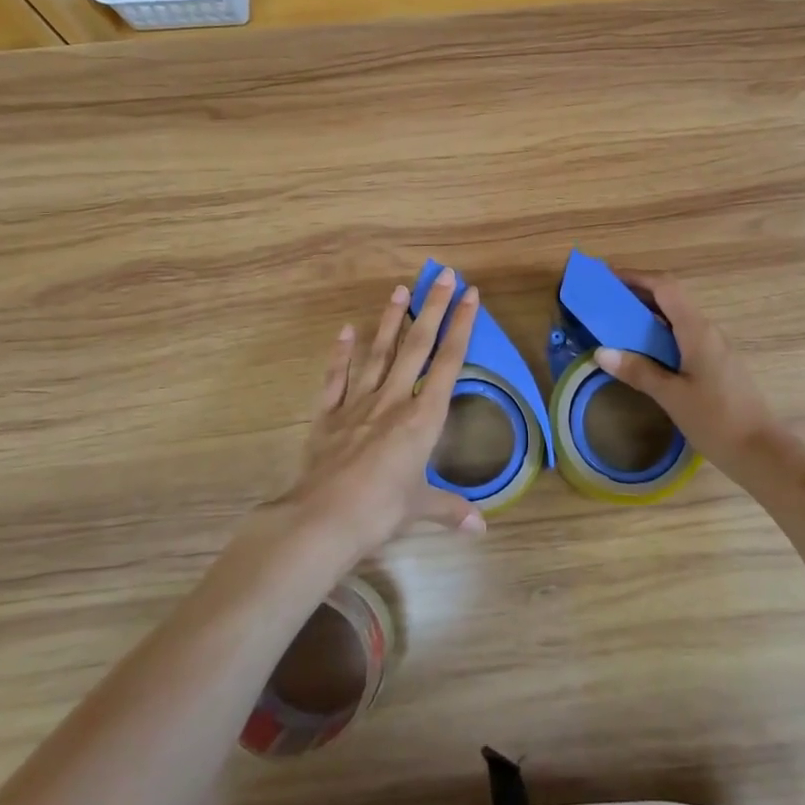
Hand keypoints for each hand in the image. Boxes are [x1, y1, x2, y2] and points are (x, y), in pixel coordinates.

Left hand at [278, 268, 487, 558]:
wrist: (323, 519)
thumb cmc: (381, 512)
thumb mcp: (420, 509)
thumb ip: (450, 510)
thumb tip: (481, 528)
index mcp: (423, 418)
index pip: (449, 362)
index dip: (462, 327)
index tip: (470, 295)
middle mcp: (394, 400)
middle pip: (417, 346)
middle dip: (433, 308)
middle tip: (443, 275)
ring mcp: (358, 404)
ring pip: (379, 352)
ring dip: (391, 320)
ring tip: (400, 289)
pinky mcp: (328, 415)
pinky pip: (336, 378)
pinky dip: (341, 354)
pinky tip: (345, 331)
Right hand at [594, 273, 804, 492]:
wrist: (760, 451)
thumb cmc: (715, 420)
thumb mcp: (671, 396)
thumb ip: (637, 371)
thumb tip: (601, 352)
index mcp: (697, 330)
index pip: (665, 287)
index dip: (636, 277)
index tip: (607, 277)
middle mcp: (707, 331)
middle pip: (670, 298)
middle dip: (637, 294)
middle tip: (604, 301)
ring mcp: (714, 347)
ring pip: (676, 318)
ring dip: (647, 315)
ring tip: (616, 324)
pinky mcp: (716, 363)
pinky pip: (683, 336)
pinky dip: (659, 334)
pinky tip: (642, 352)